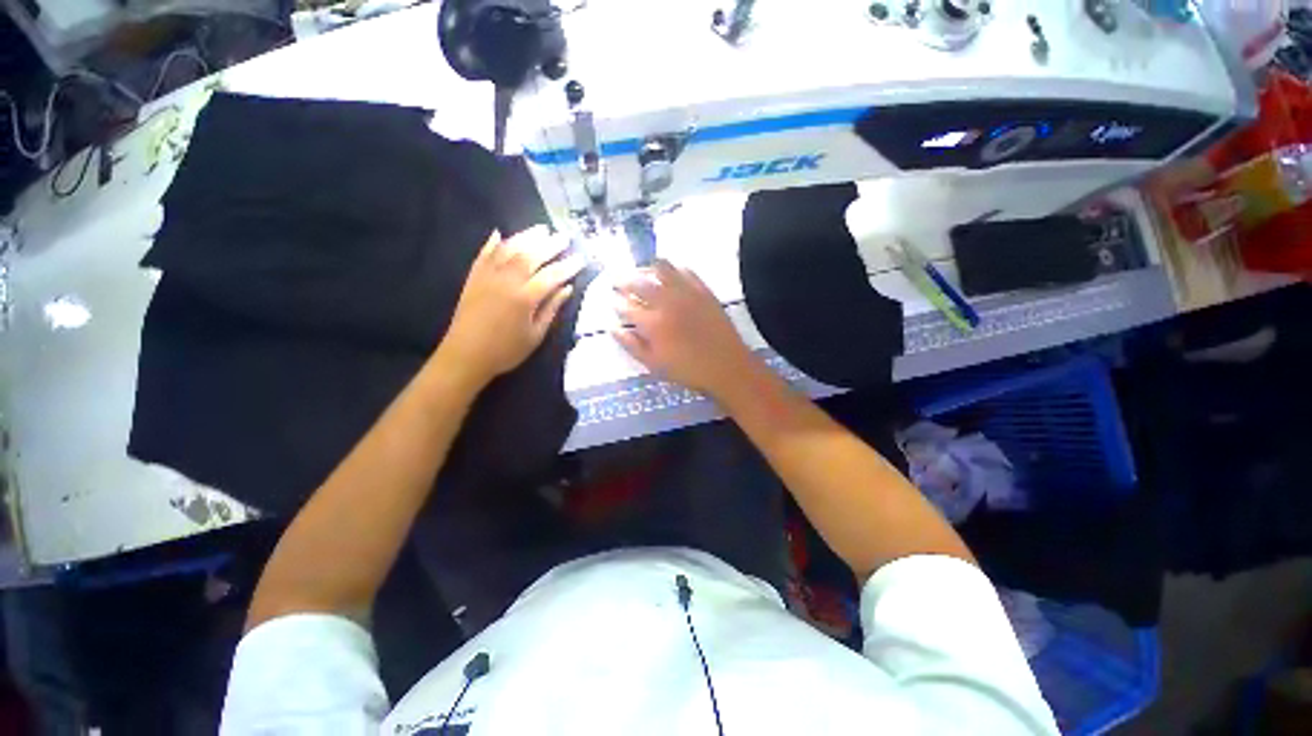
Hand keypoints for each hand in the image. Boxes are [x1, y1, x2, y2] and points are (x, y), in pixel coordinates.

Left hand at [440, 226, 584, 385]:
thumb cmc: (506, 351)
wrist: (465, 356)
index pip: (552, 276)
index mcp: (525, 298)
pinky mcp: (473, 278)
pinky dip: (493, 243)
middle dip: (550, 245)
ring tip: (541, 229)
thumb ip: (551, 309)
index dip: (568, 266)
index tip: (581, 258)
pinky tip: (500, 233)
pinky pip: (484, 254)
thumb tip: (567, 288)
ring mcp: (487, 276)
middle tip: (565, 236)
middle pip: (531, 256)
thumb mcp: (536, 335)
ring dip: (526, 237)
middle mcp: (506, 281)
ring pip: (509, 249)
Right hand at [613, 260, 756, 396]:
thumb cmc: (688, 370)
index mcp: (652, 323)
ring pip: (661, 269)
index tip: (612, 300)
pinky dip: (673, 269)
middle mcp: (666, 302)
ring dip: (647, 269)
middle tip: (619, 282)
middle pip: (639, 283)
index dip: (616, 302)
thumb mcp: (655, 365)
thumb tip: (613, 329)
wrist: (727, 366)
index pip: (626, 306)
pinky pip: (685, 271)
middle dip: (624, 281)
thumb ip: (632, 345)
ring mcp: (686, 293)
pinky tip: (670, 274)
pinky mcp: (703, 290)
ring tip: (643, 273)